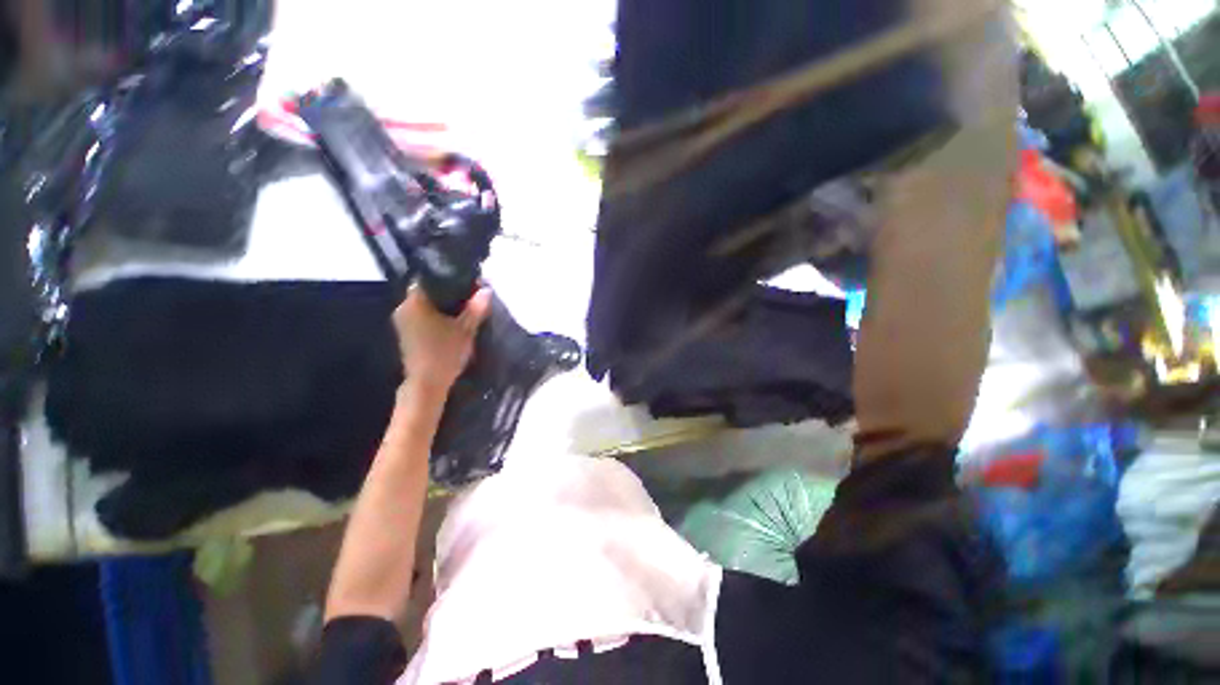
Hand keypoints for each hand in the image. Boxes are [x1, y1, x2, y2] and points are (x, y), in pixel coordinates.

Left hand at [394, 286, 492, 393]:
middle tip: (469, 297)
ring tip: (463, 309)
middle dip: (447, 295)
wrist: (427, 384)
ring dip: (441, 307)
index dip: (448, 280)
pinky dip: (435, 318)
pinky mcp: (406, 335)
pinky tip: (451, 323)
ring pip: (424, 306)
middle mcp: (403, 308)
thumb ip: (476, 308)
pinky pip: (422, 318)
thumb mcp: (466, 329)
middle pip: (427, 293)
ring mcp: (402, 323)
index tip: (466, 284)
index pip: (429, 279)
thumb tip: (487, 290)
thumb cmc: (445, 353)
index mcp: (414, 302)